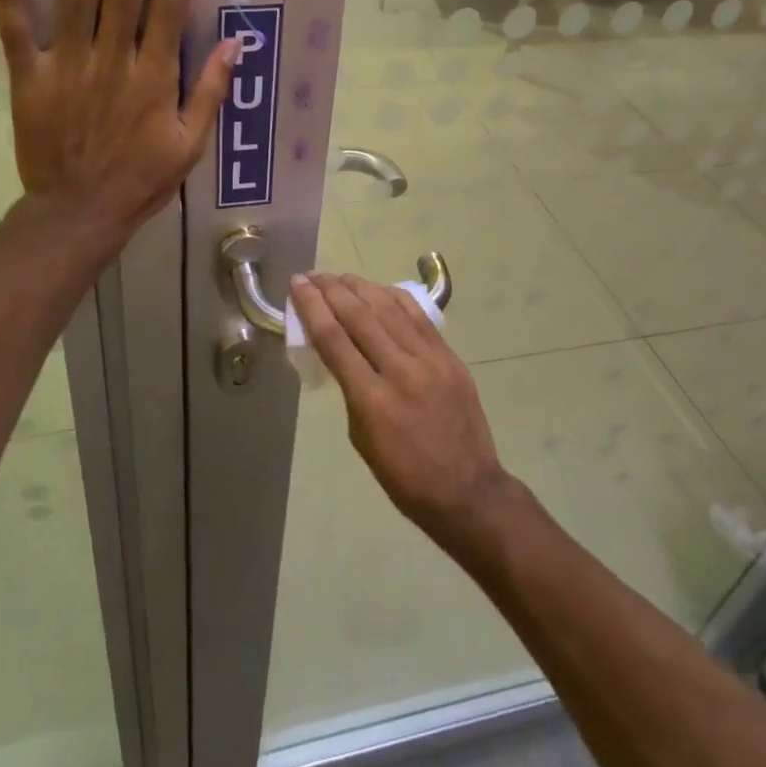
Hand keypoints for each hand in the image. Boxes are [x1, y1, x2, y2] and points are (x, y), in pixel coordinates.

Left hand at [0, 0, 236, 254]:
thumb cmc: (141, 180)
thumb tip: (235, 43)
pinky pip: (16, 30)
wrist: (79, 213)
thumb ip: (210, 92)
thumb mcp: (190, 145)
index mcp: (154, 78)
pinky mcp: (30, 79)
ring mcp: (68, 67)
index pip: (167, 6)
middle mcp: (113, 62)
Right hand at [289, 272, 523, 555]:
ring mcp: (430, 360)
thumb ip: (351, 391)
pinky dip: (394, 298)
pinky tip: (379, 290)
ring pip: (389, 308)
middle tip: (313, 275)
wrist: (468, 490)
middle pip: (359, 315)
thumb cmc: (405, 477)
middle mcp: (400, 371)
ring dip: (360, 287)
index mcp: (372, 400)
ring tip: (340, 277)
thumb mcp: (362, 440)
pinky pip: (418, 317)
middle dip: (331, 289)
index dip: (312, 306)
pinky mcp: (450, 358)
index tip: (297, 284)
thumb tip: (343, 355)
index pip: (334, 339)